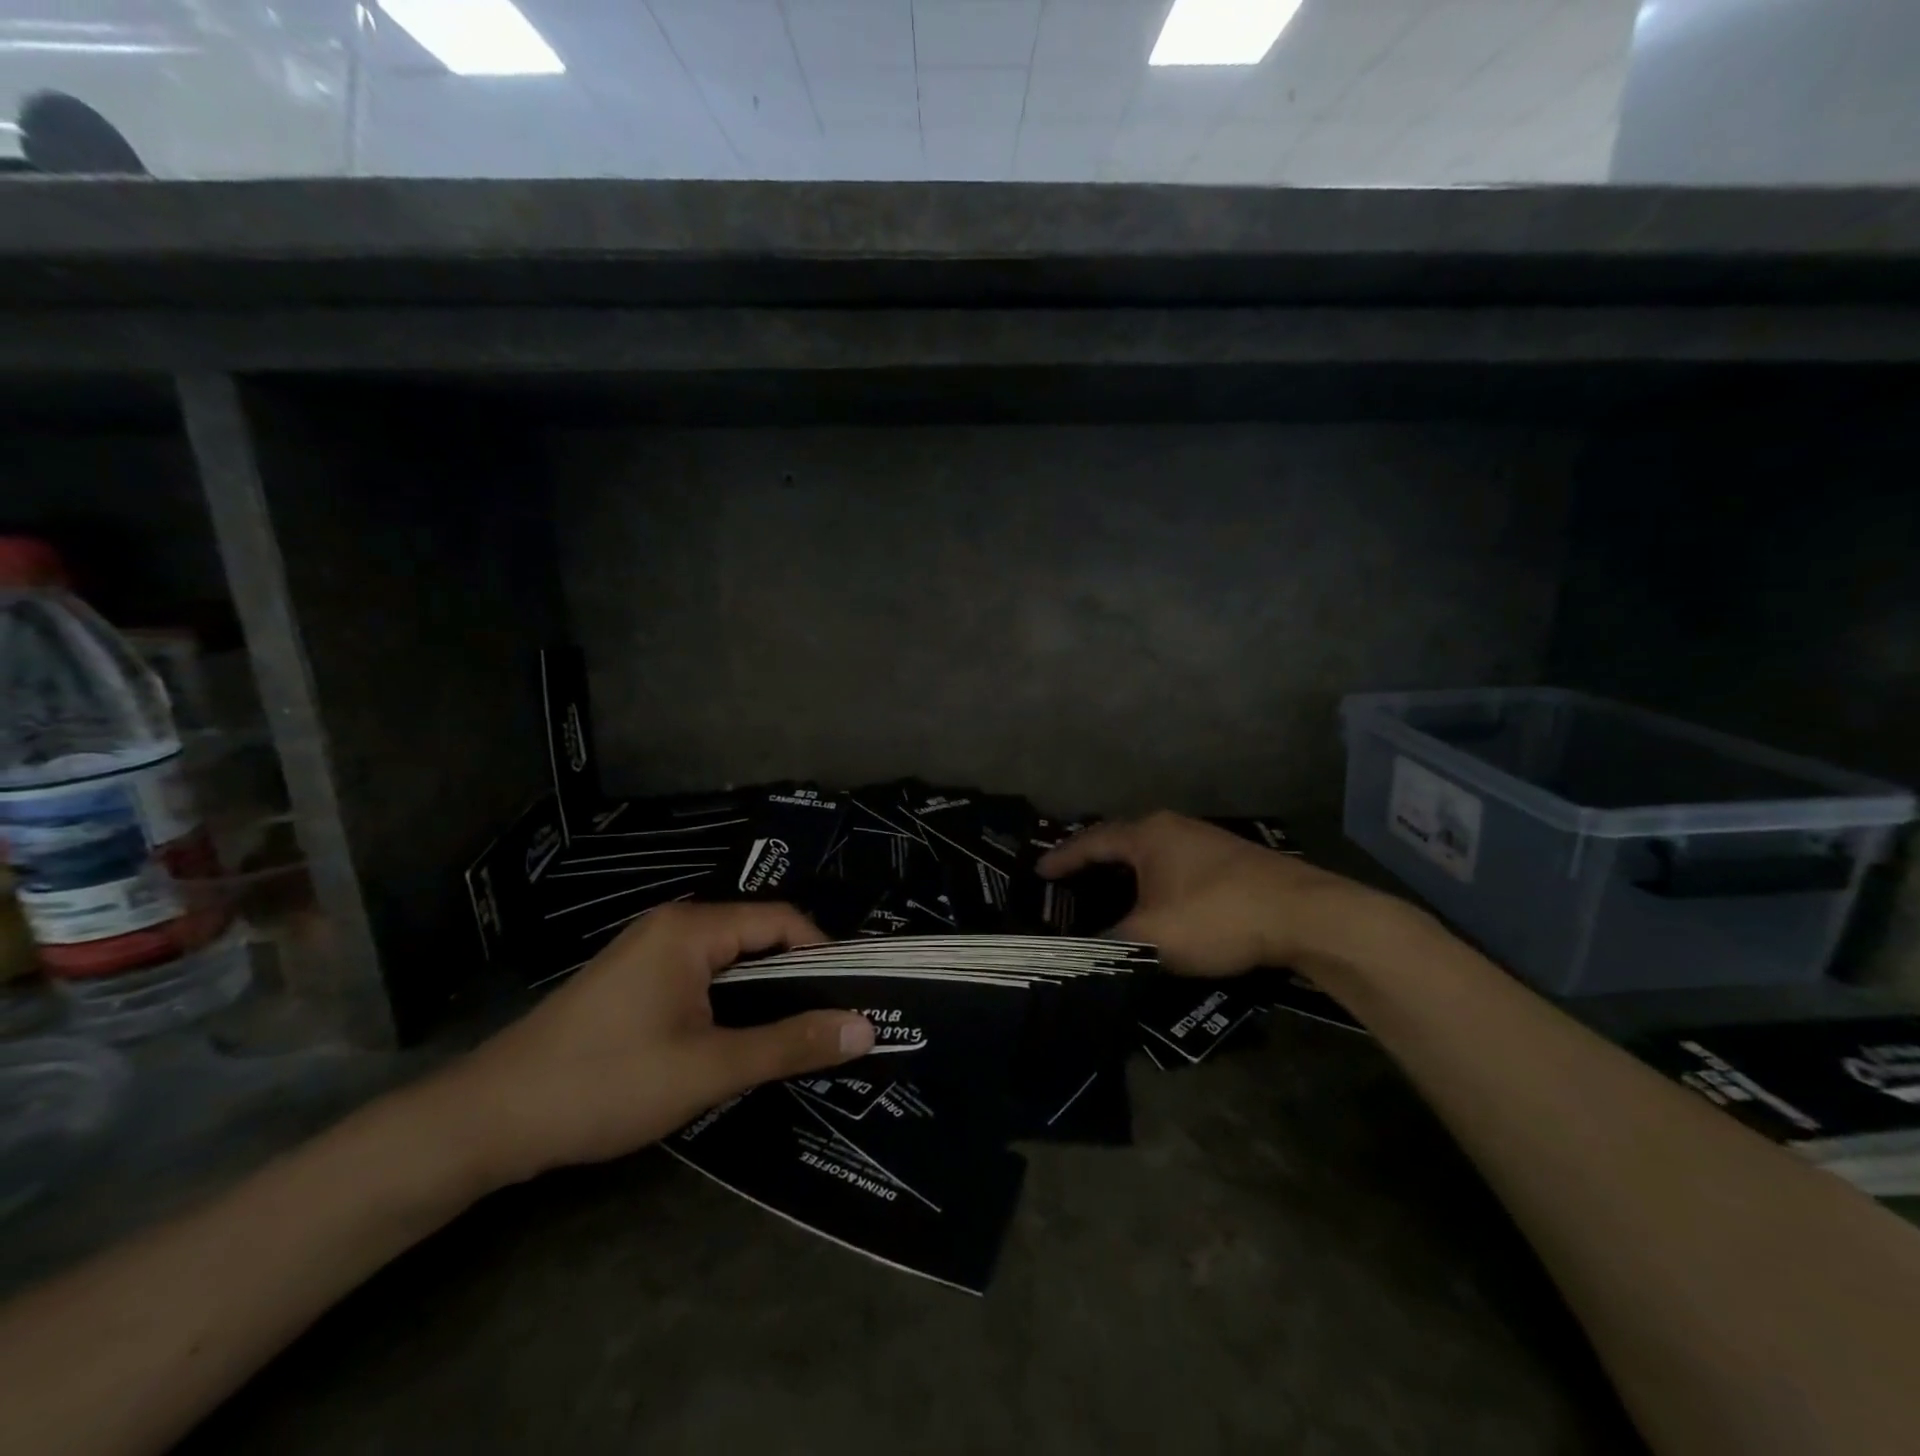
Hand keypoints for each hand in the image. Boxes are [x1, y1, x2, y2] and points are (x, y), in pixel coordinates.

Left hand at [422, 902, 873, 1187]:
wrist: (488, 1121)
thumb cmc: (606, 1083)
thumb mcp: (709, 1068)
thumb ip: (790, 1043)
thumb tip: (866, 1028)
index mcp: (692, 928)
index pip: (782, 920)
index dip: (825, 954)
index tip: (854, 997)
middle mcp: (673, 926)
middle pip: (757, 937)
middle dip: (798, 977)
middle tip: (835, 1022)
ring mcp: (649, 953)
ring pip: (730, 962)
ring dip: (765, 995)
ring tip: (799, 1035)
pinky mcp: (634, 983)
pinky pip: (702, 978)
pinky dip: (731, 1003)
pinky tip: (742, 1040)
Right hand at [1037, 811, 1387, 977]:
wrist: (1305, 915)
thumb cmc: (1218, 916)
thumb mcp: (1153, 936)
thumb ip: (1111, 942)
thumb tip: (1086, 948)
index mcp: (1147, 835)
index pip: (1091, 841)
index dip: (1062, 859)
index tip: (1038, 873)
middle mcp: (1173, 827)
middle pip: (1121, 840)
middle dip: (1093, 861)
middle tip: (1068, 882)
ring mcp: (1205, 840)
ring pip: (1151, 853)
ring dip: (1126, 872)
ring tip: (1106, 892)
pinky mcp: (1230, 860)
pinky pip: (1174, 864)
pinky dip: (1153, 880)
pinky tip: (1157, 900)